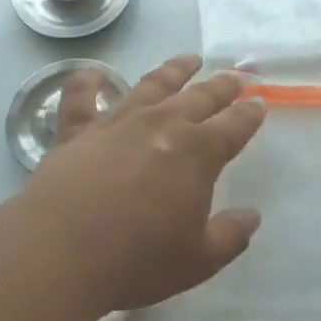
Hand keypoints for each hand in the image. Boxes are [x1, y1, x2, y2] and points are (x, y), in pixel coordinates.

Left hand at [23, 54, 265, 315]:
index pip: (234, 126)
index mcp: (197, 154)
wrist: (60, 255)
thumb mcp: (198, 260)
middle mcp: (161, 126)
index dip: (250, 114)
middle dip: (221, 86)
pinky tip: (95, 73)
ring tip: (190, 59)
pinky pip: (82, 97)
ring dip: (174, 70)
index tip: (259, 103)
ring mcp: (117, 123)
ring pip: (152, 85)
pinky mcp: (76, 132)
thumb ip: (230, 236)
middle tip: (236, 76)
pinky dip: (88, 81)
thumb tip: (252, 217)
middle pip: (199, 97)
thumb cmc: (137, 261)